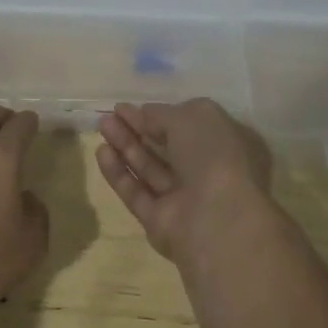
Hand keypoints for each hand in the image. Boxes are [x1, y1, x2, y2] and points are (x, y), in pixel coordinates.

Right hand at [95, 99, 272, 264]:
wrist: (217, 219)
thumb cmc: (214, 157)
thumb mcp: (192, 118)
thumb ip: (162, 114)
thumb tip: (144, 113)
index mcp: (225, 146)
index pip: (190, 127)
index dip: (160, 115)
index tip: (131, 106)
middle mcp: (206, 172)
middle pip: (166, 147)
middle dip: (138, 129)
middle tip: (111, 114)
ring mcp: (183, 199)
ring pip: (150, 168)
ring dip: (125, 146)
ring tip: (102, 126)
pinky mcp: (160, 221)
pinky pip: (137, 192)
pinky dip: (119, 173)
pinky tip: (101, 152)